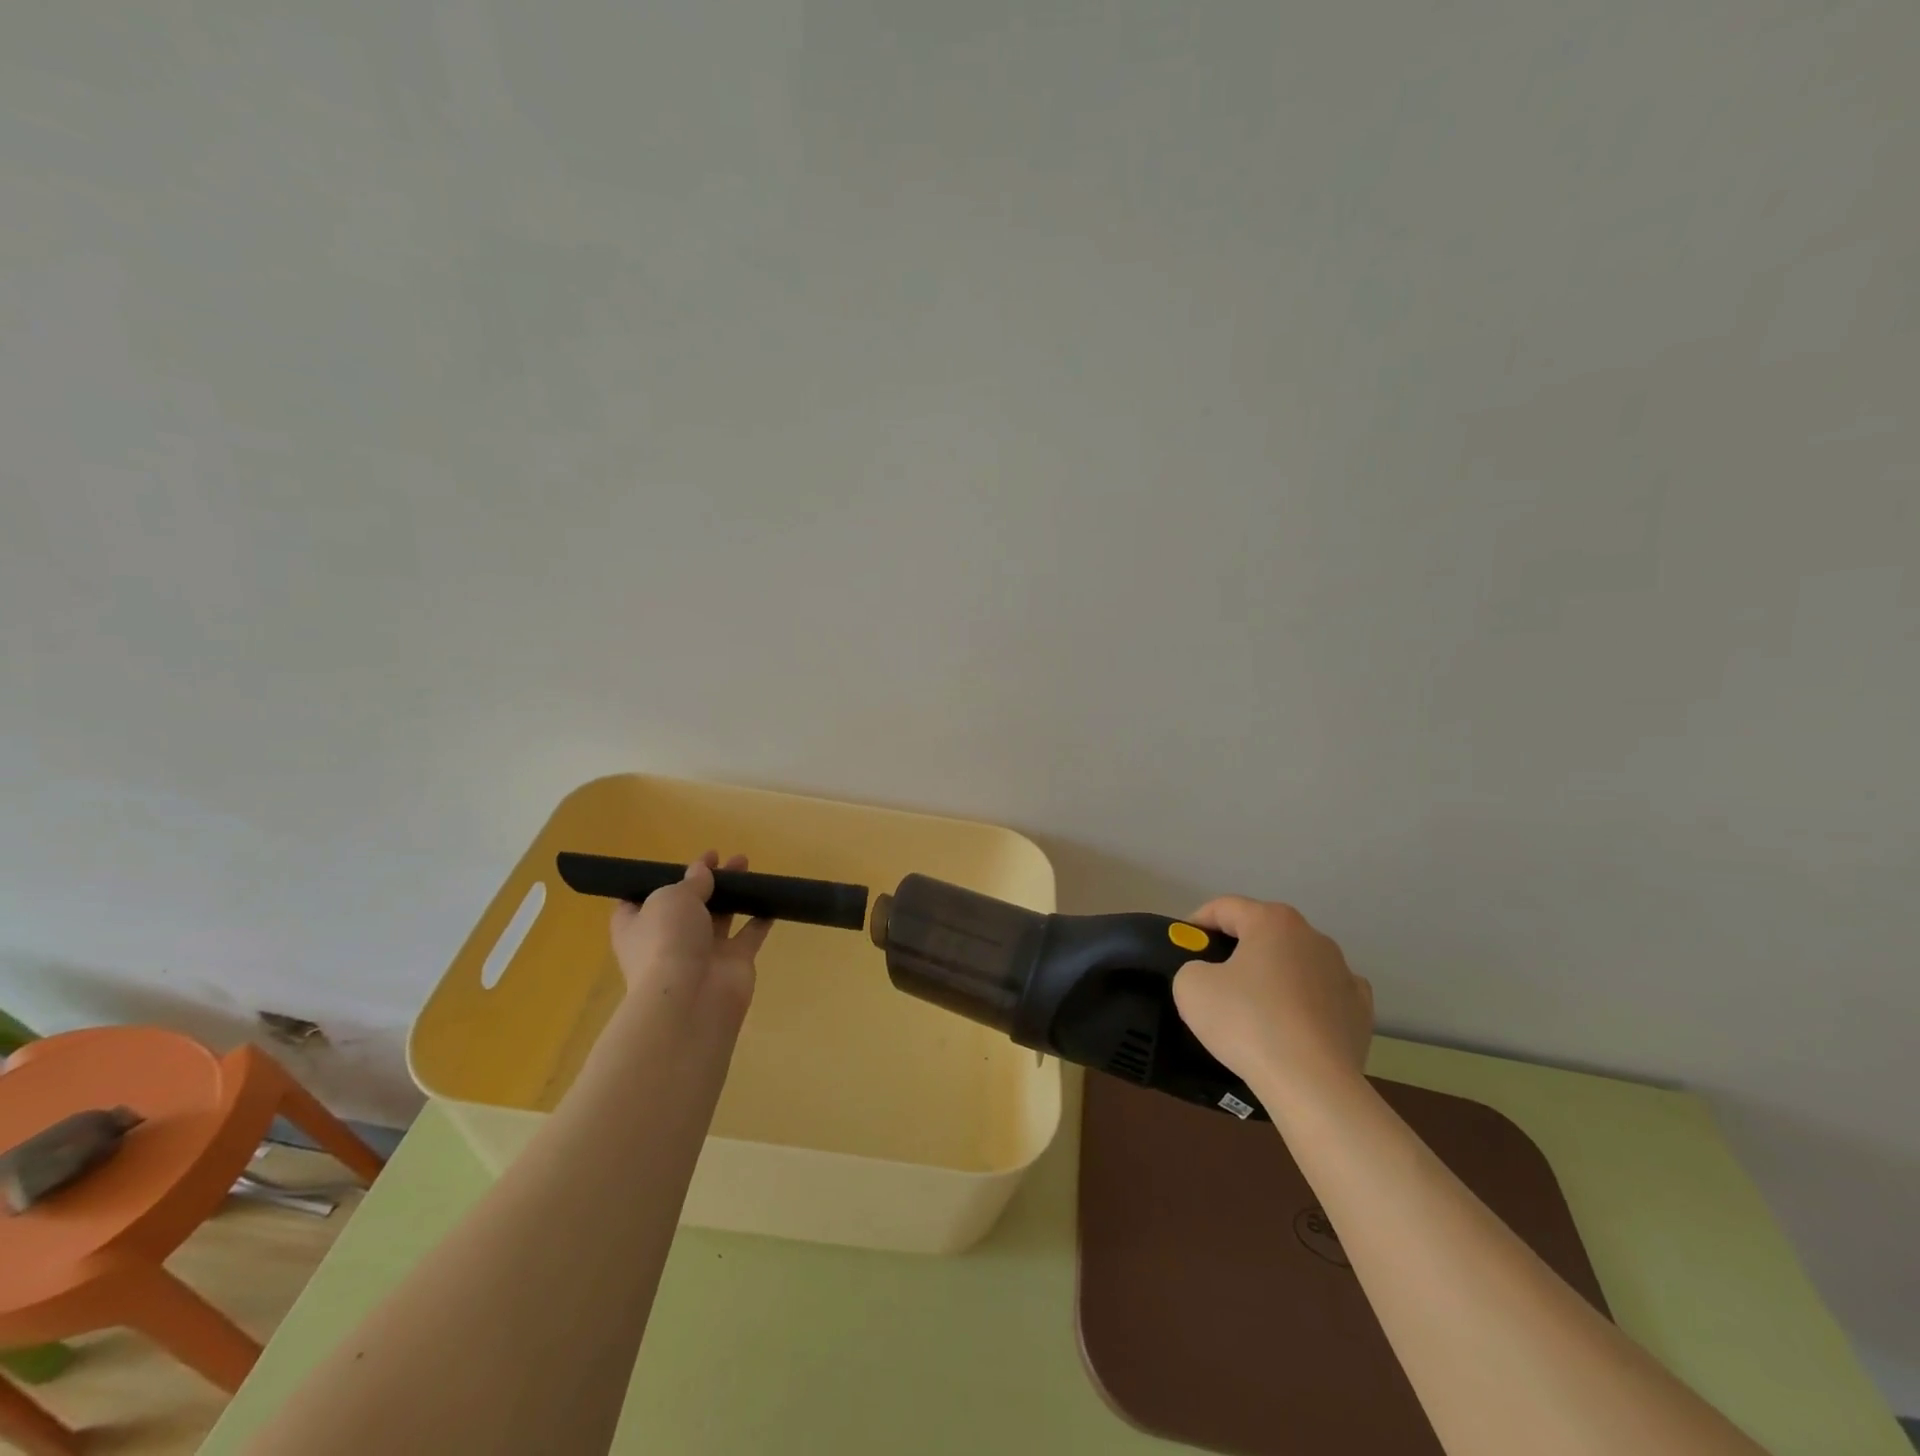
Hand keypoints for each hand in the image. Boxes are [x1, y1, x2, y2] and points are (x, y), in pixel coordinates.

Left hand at [609, 852, 773, 1024]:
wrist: (691, 998)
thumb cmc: (667, 941)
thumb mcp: (672, 898)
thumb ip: (691, 882)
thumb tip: (702, 871)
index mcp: (637, 925)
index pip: (640, 900)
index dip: (658, 880)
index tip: (679, 862)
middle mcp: (667, 940)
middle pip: (687, 905)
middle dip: (705, 881)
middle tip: (726, 859)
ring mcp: (702, 953)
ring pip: (719, 917)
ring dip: (732, 894)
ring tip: (748, 867)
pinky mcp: (733, 963)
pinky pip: (748, 936)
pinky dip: (759, 918)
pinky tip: (770, 899)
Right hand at [1172, 898, 1372, 1108]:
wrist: (1311, 1084)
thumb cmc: (1247, 1022)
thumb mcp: (1190, 986)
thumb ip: (1193, 967)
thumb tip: (1211, 976)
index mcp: (1272, 921)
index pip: (1225, 907)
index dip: (1197, 922)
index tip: (1183, 945)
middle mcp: (1312, 936)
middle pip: (1263, 932)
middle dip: (1237, 948)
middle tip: (1213, 977)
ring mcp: (1343, 972)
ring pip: (1296, 962)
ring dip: (1274, 974)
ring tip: (1254, 1008)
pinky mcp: (1361, 1009)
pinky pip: (1323, 994)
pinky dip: (1306, 1002)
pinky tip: (1293, 1024)